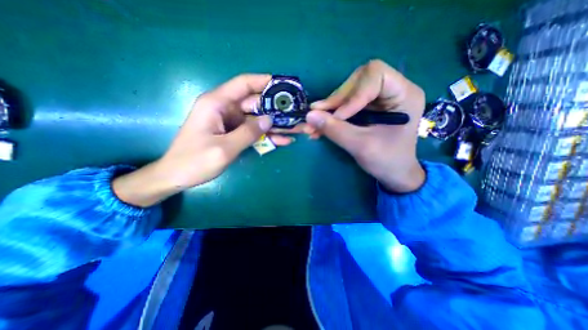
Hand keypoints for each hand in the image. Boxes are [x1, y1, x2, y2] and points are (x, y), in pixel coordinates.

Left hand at [112, 74, 287, 205]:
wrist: (178, 176)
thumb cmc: (195, 161)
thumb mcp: (224, 148)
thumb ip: (248, 133)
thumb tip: (270, 119)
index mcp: (217, 103)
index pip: (243, 84)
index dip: (264, 81)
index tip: (284, 85)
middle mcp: (225, 109)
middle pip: (255, 103)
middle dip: (276, 109)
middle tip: (296, 114)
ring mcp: (230, 122)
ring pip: (257, 119)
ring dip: (275, 125)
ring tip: (295, 129)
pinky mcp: (234, 133)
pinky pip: (254, 131)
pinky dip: (267, 136)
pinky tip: (283, 140)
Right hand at [306, 59, 424, 192]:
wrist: (394, 173)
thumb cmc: (387, 161)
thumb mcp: (361, 146)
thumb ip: (335, 130)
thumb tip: (309, 115)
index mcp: (403, 94)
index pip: (375, 74)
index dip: (353, 93)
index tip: (338, 117)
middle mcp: (391, 90)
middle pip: (357, 81)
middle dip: (336, 100)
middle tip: (318, 117)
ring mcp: (378, 99)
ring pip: (347, 92)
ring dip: (329, 109)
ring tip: (313, 123)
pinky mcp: (367, 108)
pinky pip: (345, 105)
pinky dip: (330, 115)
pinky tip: (319, 125)